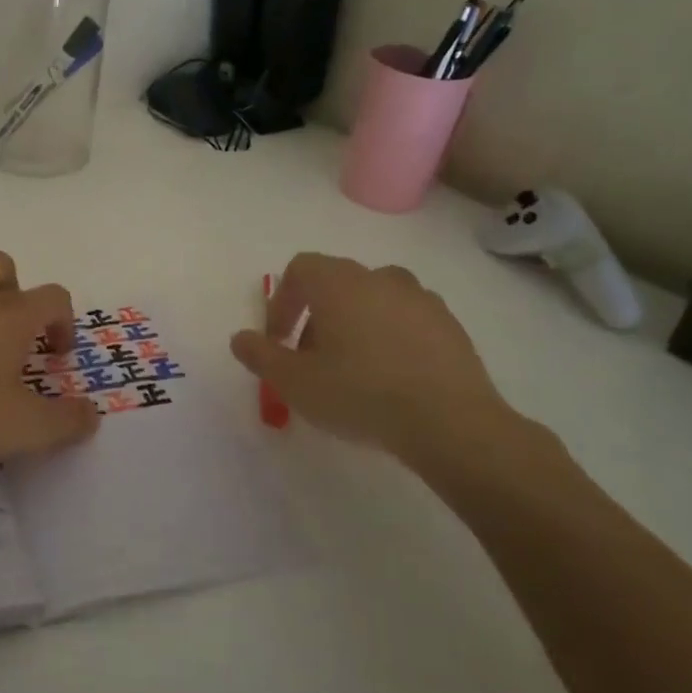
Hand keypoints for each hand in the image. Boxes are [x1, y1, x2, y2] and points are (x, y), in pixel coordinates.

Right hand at [229, 253, 567, 488]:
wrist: (451, 423)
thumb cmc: (360, 394)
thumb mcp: (295, 382)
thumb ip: (260, 355)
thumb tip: (240, 338)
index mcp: (339, 283)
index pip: (300, 269)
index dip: (282, 302)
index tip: (280, 341)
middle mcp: (379, 277)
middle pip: (336, 283)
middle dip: (316, 316)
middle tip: (310, 360)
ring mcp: (420, 298)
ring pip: (373, 300)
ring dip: (354, 324)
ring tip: (352, 368)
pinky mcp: (449, 324)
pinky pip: (406, 319)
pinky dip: (390, 336)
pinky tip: (391, 377)